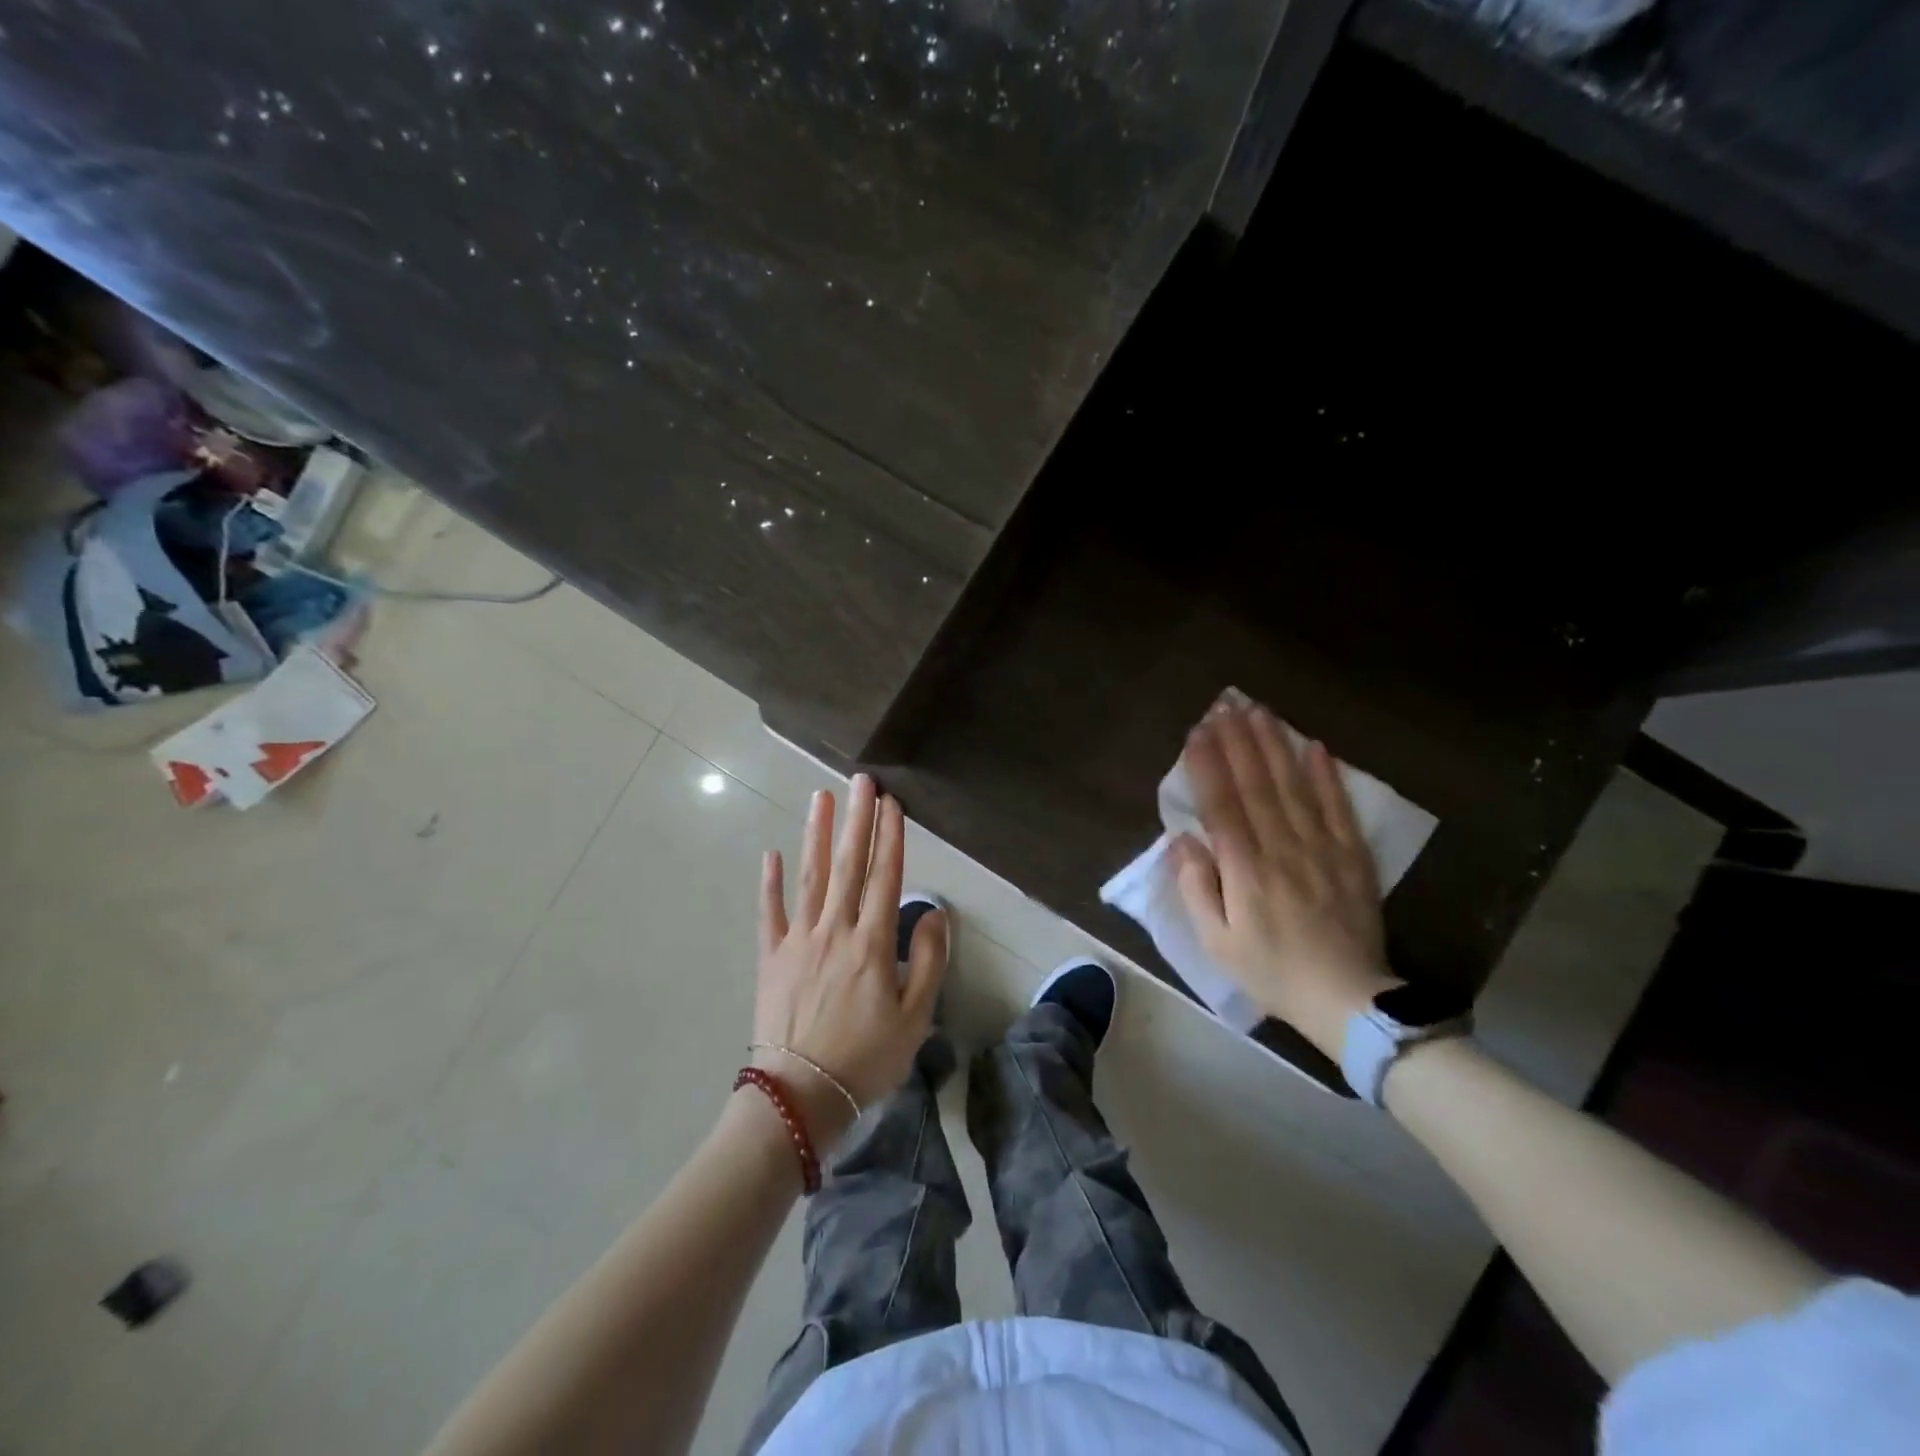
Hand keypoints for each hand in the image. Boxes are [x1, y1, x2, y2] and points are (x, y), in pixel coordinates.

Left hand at [751, 775, 946, 1144]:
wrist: (800, 1097)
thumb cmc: (866, 1059)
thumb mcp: (915, 1018)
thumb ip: (928, 961)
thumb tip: (935, 913)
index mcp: (872, 943)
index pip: (884, 877)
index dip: (889, 837)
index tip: (890, 803)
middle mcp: (835, 930)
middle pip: (848, 865)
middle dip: (856, 820)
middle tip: (860, 780)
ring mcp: (798, 941)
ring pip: (810, 877)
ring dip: (816, 835)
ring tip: (820, 797)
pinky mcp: (771, 958)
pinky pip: (769, 913)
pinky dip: (769, 882)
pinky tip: (771, 854)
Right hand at [1172, 698, 1399, 1059]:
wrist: (1347, 1000)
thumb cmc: (1270, 970)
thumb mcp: (1216, 942)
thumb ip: (1197, 887)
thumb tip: (1182, 840)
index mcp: (1245, 870)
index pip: (1222, 805)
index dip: (1208, 765)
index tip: (1197, 732)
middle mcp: (1282, 848)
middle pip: (1256, 785)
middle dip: (1238, 741)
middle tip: (1226, 705)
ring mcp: (1322, 849)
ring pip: (1294, 786)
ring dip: (1275, 745)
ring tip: (1260, 711)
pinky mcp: (1351, 856)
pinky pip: (1339, 807)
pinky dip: (1327, 775)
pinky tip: (1315, 746)